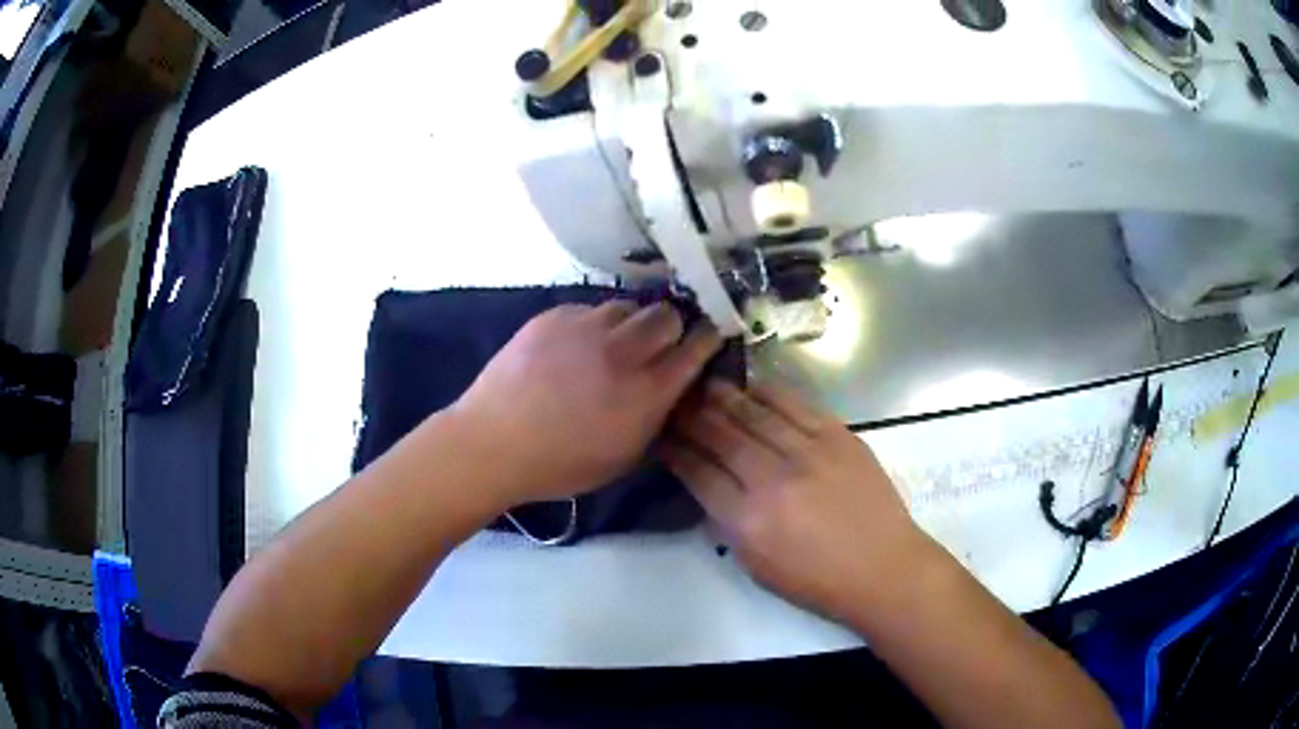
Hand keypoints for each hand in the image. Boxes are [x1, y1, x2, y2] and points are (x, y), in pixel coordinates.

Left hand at [452, 301, 719, 506]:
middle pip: (666, 314)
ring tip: (614, 344)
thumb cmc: (560, 465)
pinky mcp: (553, 317)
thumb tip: (674, 387)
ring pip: (628, 306)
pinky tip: (577, 346)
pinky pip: (589, 309)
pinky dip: (593, 324)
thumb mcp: (624, 456)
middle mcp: (622, 352)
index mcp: (645, 393)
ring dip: (630, 324)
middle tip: (657, 343)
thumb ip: (656, 417)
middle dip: (670, 326)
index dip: (706, 340)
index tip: (708, 337)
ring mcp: (585, 328)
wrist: (492, 444)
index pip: (695, 348)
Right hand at [660, 381, 932, 621]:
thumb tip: (707, 484)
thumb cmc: (816, 580)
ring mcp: (808, 453)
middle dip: (692, 415)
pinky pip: (795, 406)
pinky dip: (768, 394)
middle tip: (676, 401)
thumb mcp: (756, 566)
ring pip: (755, 414)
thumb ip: (726, 523)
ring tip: (706, 386)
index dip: (675, 449)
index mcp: (748, 521)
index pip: (698, 472)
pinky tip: (752, 387)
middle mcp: (773, 480)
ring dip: (725, 398)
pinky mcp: (838, 437)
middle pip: (721, 435)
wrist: (882, 567)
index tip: (661, 435)